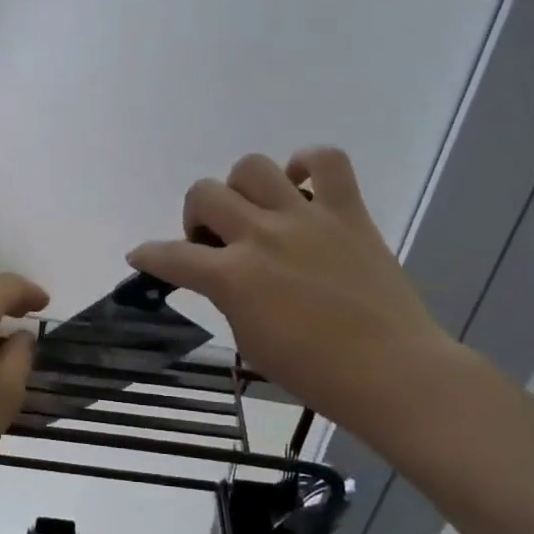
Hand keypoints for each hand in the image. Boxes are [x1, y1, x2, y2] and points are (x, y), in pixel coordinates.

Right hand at [127, 148, 460, 447]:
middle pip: (204, 194)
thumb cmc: (315, 373)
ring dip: (241, 188)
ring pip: (252, 167)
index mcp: (233, 277)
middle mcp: (262, 236)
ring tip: (254, 211)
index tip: (142, 256)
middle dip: (195, 216)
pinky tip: (301, 184)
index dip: (149, 255)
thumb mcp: (251, 341)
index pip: (171, 255)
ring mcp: (306, 218)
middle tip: (214, 242)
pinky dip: (307, 163)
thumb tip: (223, 276)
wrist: (391, 372)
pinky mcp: (348, 211)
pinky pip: (326, 160)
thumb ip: (228, 299)